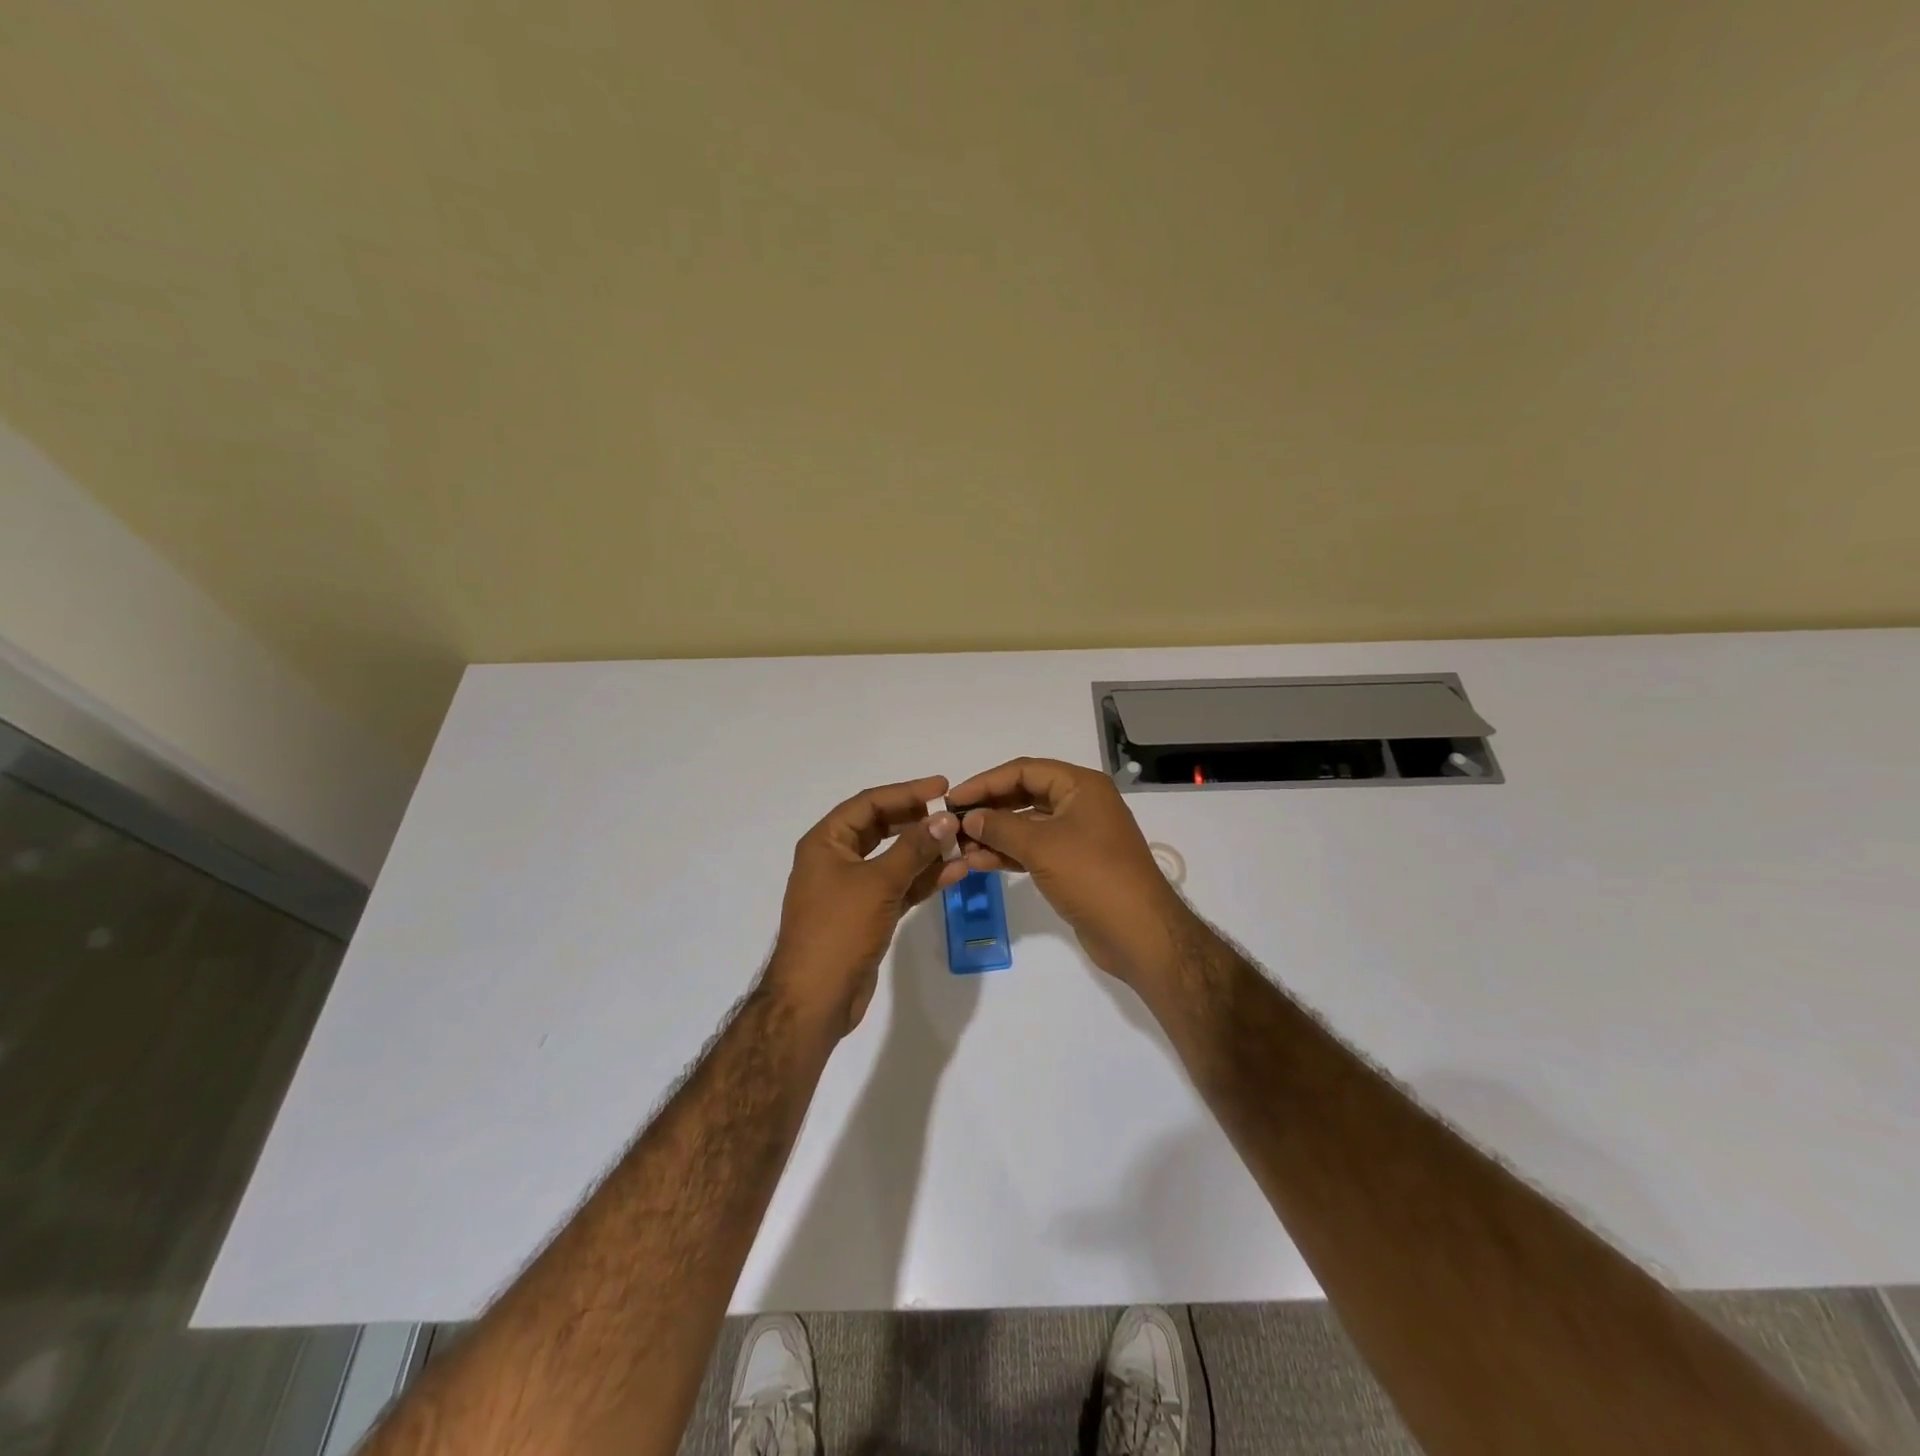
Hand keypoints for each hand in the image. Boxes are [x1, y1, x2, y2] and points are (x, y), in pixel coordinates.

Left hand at [769, 775, 966, 1038]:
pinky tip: (956, 872)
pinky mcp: (868, 914)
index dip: (906, 792)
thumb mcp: (878, 882)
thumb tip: (946, 818)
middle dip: (918, 821)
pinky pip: (899, 886)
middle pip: (882, 828)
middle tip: (953, 814)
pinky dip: (923, 879)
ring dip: (926, 852)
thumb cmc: (839, 930)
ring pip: (894, 859)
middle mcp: (836, 859)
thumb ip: (914, 848)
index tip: (943, 787)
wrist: (815, 999)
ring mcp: (852, 888)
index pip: (869, 803)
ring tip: (963, 842)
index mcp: (826, 842)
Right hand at [948, 758, 1200, 989]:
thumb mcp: (1042, 846)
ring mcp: (1078, 836)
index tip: (953, 798)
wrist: (1139, 933)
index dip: (986, 782)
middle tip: (952, 823)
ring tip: (959, 847)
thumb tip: (969, 817)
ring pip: (1027, 826)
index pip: (1024, 771)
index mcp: (1081, 786)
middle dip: (989, 809)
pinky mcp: (1073, 865)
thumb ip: (1000, 827)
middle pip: (1025, 796)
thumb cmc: (1093, 876)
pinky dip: (1008, 854)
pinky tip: (979, 863)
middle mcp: (1080, 804)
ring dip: (994, 835)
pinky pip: (1034, 850)